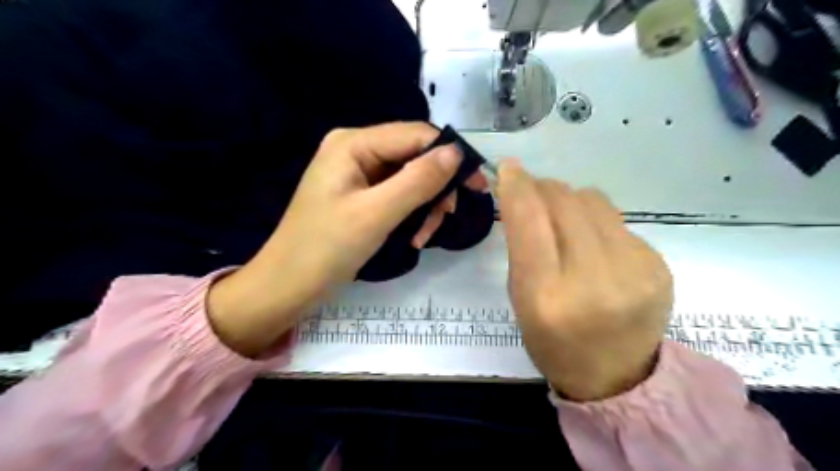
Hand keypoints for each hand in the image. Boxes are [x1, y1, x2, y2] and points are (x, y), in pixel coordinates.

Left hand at [207, 124, 489, 354]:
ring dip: (425, 206)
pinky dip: (411, 214)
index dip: (450, 156)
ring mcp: (358, 173)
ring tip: (423, 236)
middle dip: (435, 188)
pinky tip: (413, 237)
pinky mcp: (361, 195)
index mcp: (353, 144)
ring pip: (410, 178)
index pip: (415, 135)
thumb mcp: (376, 214)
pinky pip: (398, 194)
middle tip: (447, 217)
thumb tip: (456, 153)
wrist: (288, 286)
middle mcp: (356, 150)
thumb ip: (417, 180)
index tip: (477, 186)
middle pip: (414, 156)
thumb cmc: (325, 249)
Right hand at [494, 160, 673, 399]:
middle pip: (565, 202)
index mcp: (546, 296)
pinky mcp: (658, 266)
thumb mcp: (521, 299)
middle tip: (533, 193)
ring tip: (565, 220)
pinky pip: (617, 221)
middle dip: (543, 188)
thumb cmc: (553, 341)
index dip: (517, 186)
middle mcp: (592, 280)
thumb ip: (522, 246)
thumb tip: (524, 196)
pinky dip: (596, 223)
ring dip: (570, 200)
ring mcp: (634, 271)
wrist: (616, 377)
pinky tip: (596, 246)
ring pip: (593, 201)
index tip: (509, 168)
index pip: (529, 221)